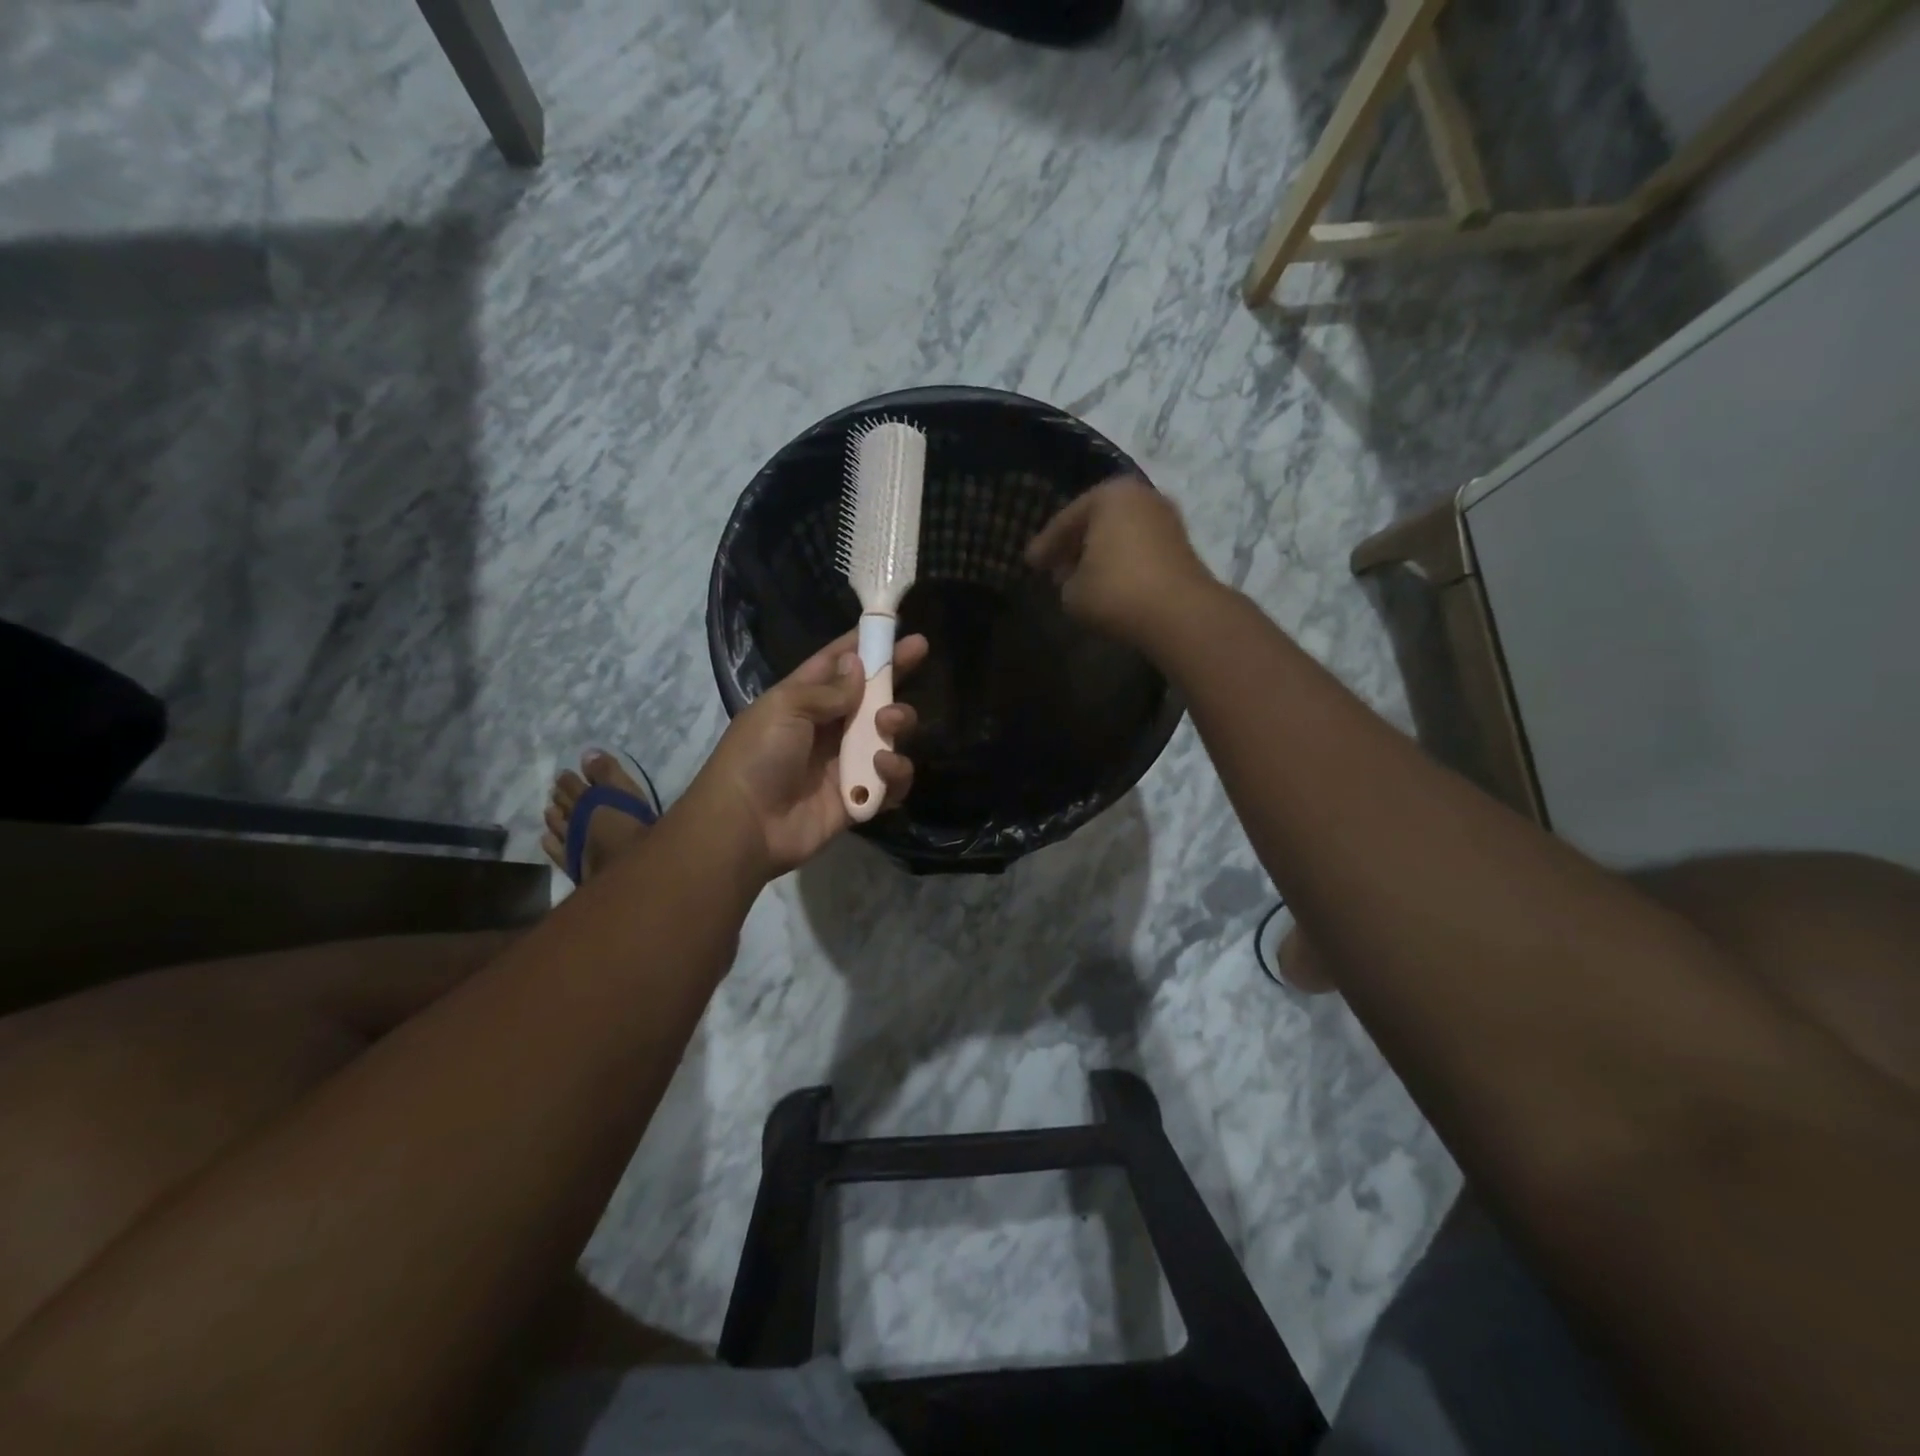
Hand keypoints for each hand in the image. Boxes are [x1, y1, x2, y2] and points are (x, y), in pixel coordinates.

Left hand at [691, 629, 925, 877]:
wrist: (745, 826)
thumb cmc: (758, 756)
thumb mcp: (785, 708)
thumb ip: (828, 689)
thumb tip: (858, 665)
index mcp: (803, 700)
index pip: (837, 663)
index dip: (864, 644)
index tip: (896, 626)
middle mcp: (827, 727)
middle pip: (871, 695)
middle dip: (894, 674)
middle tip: (917, 656)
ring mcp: (845, 763)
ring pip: (887, 734)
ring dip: (897, 721)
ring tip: (889, 723)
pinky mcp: (859, 798)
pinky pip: (891, 781)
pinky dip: (895, 772)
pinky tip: (883, 766)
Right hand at [1025, 476, 1217, 644]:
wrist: (1179, 613)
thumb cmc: (1115, 591)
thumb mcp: (1072, 591)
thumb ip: (1065, 579)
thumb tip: (1073, 577)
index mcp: (1110, 495)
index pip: (1066, 520)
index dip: (1045, 546)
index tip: (1030, 563)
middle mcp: (1141, 496)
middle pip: (1096, 521)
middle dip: (1074, 545)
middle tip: (1054, 568)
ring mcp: (1166, 519)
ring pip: (1120, 535)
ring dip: (1099, 555)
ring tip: (1080, 579)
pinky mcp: (1182, 545)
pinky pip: (1140, 550)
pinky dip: (1122, 563)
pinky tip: (1109, 584)